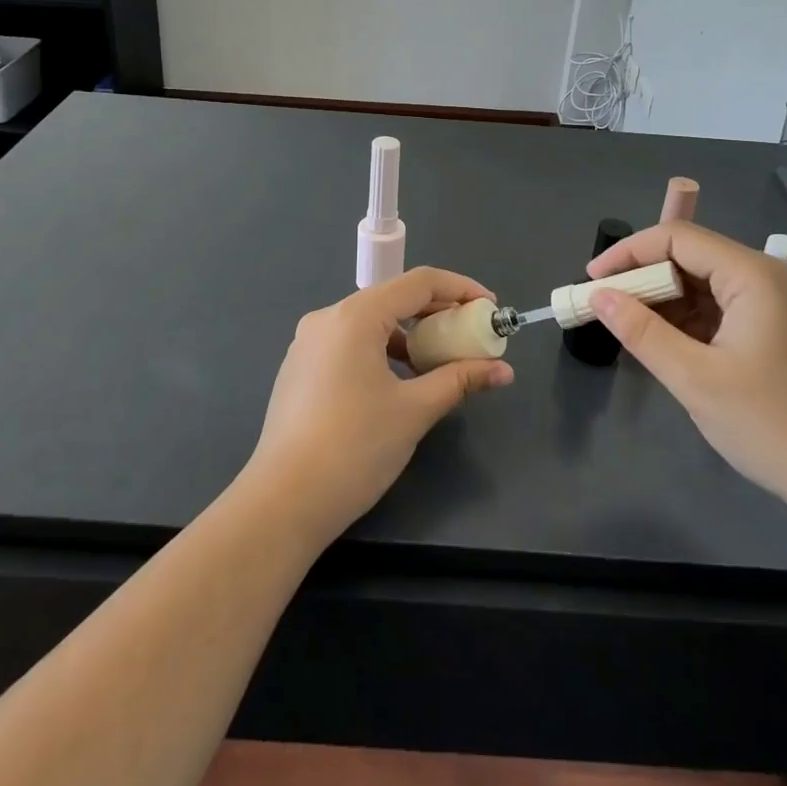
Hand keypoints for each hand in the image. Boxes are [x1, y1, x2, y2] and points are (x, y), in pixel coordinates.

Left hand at [245, 267, 513, 544]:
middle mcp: (328, 318)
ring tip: (440, 363)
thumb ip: (460, 380)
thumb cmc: (354, 448)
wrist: (283, 502)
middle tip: (471, 336)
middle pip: (394, 299)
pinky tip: (401, 381)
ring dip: (410, 335)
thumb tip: (503, 370)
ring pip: (371, 323)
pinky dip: (383, 351)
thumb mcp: (414, 410)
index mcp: (355, 316)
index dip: (461, 289)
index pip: (419, 282)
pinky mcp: (300, 368)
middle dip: (438, 314)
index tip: (490, 309)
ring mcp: (308, 343)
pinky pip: (351, 344)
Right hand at [587, 222, 786, 507]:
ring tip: (631, 330)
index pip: (677, 238)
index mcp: (754, 275)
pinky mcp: (785, 332)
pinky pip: (726, 310)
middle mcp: (770, 278)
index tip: (592, 281)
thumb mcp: (695, 379)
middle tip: (607, 309)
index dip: (628, 253)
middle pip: (694, 257)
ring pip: (708, 285)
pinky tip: (670, 345)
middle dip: (645, 279)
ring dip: (667, 302)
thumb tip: (599, 297)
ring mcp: (782, 306)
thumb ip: (642, 332)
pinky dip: (692, 321)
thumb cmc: (773, 425)